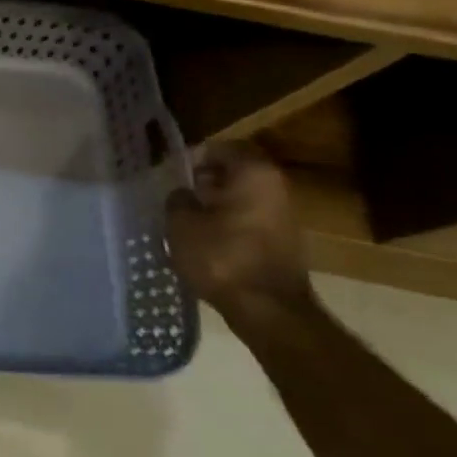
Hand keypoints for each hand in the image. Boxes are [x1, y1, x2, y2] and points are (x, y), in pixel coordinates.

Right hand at [165, 141, 313, 321]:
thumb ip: (177, 199)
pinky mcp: (284, 240)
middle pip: (235, 171)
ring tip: (187, 217)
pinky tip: (207, 238)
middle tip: (177, 193)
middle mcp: (277, 186)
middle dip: (205, 179)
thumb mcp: (181, 224)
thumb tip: (182, 193)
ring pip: (243, 196)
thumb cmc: (221, 257)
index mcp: (254, 172)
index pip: (220, 148)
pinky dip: (229, 221)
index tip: (171, 172)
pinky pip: (250, 218)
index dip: (192, 157)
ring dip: (217, 202)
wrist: (268, 309)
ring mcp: (285, 214)